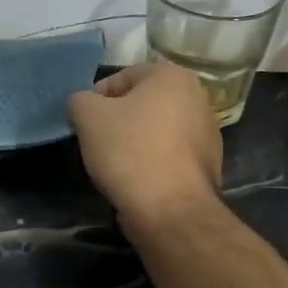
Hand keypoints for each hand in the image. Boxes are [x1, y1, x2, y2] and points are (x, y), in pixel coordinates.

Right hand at [67, 63, 222, 226]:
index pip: (123, 77)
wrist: (171, 210)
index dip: (96, 98)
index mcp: (173, 77)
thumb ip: (80, 100)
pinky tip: (137, 179)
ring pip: (156, 130)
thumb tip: (83, 104)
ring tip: (115, 164)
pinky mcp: (208, 165)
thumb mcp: (88, 116)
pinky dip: (151, 162)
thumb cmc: (129, 151)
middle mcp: (198, 98)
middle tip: (97, 141)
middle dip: (117, 119)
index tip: (84, 122)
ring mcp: (207, 133)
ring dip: (134, 141)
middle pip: (142, 103)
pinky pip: (168, 155)